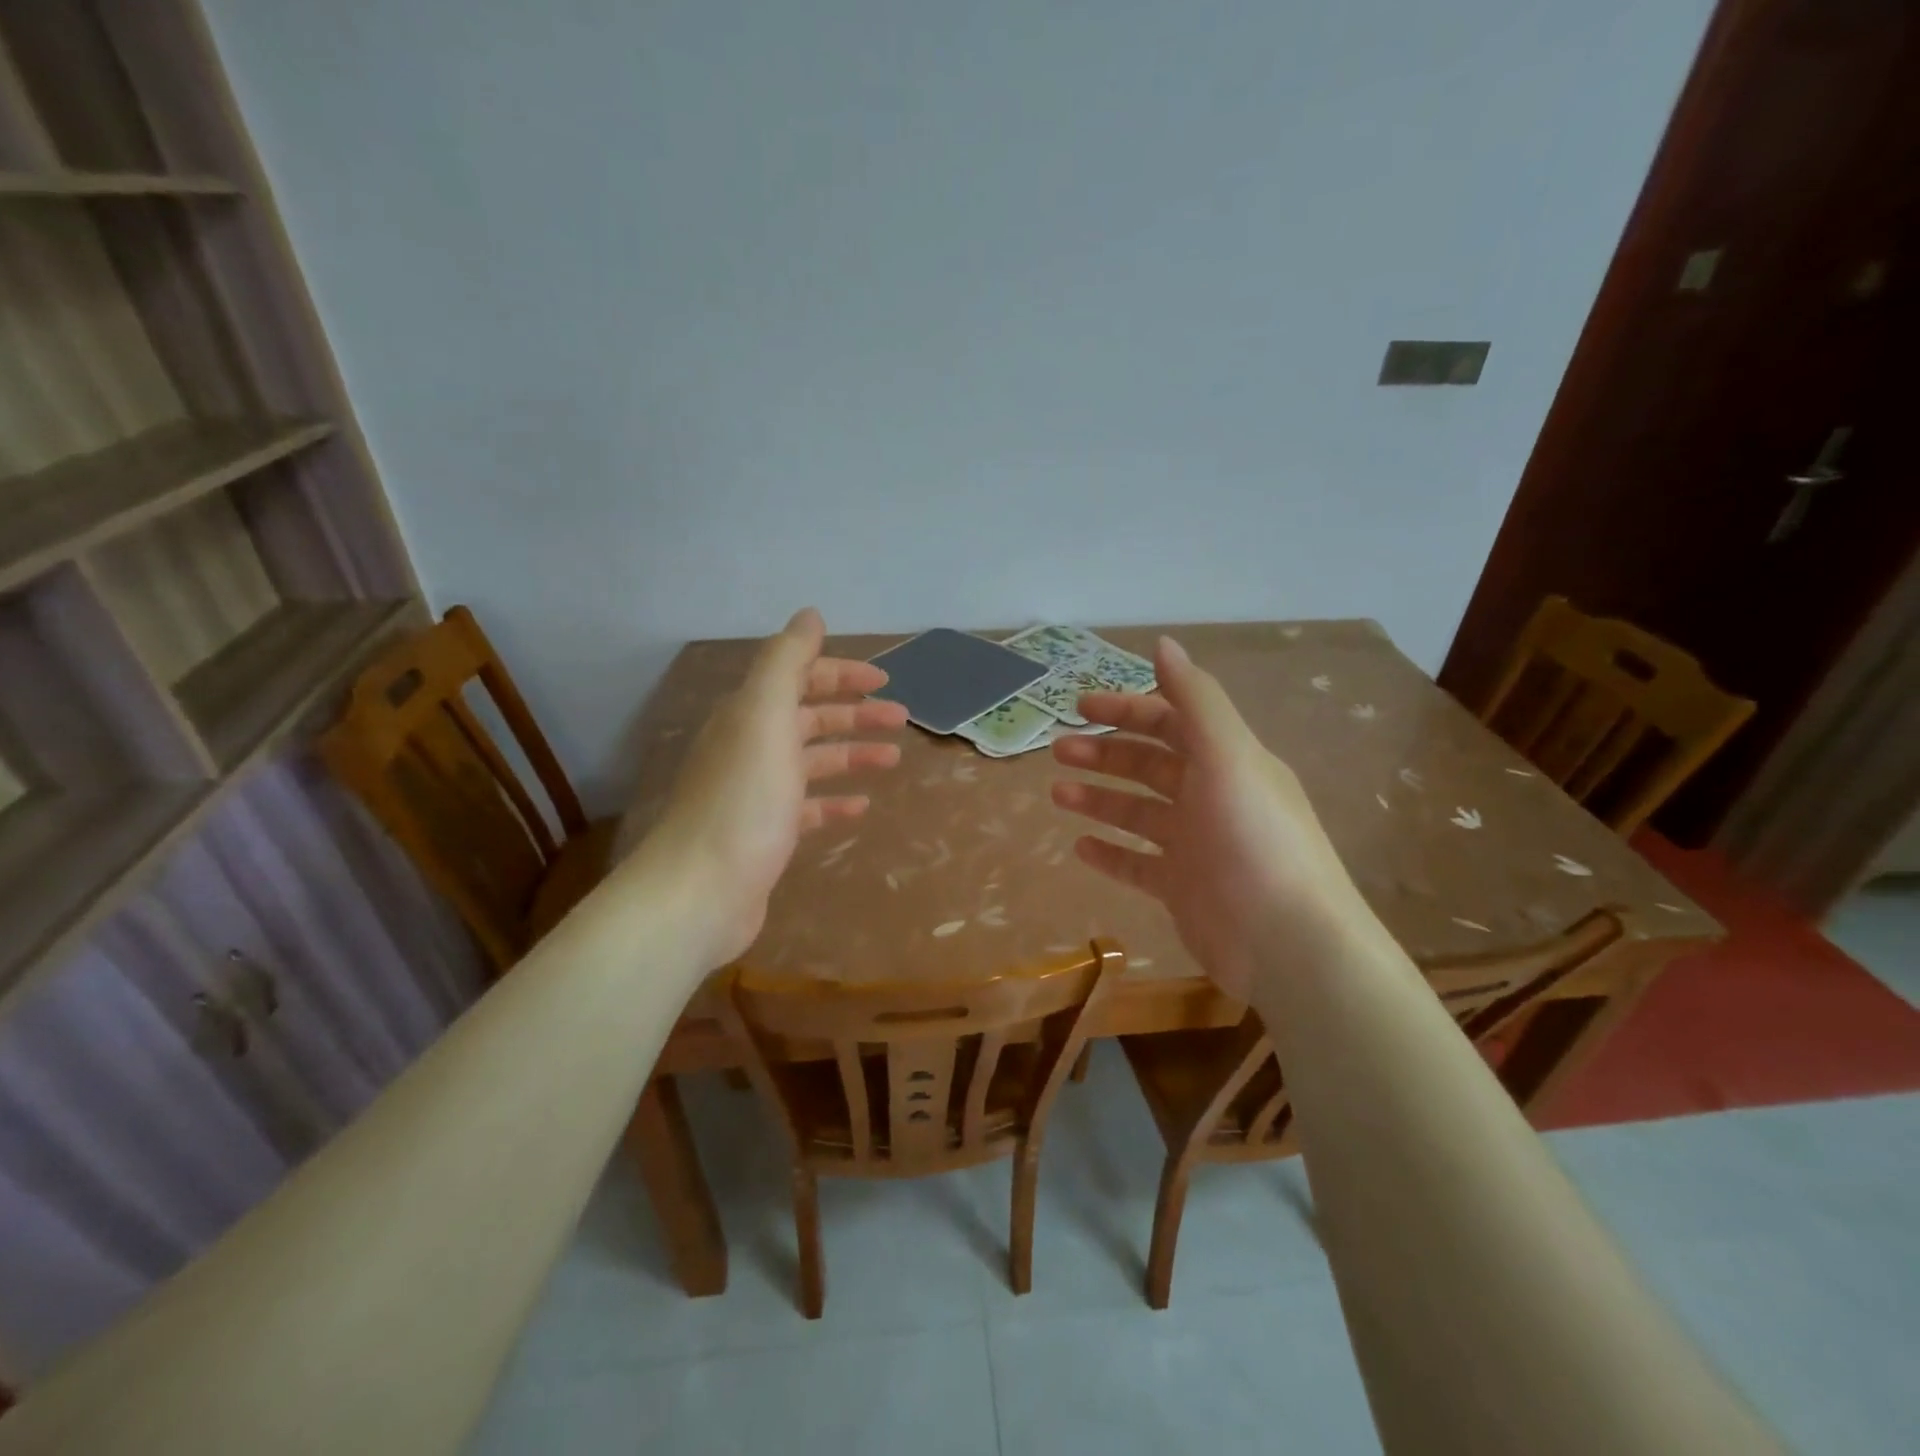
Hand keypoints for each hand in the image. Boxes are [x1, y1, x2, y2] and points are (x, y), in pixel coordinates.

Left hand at [642, 608, 907, 969]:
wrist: (701, 891)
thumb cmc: (743, 800)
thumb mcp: (765, 716)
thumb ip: (787, 661)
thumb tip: (810, 615)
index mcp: (749, 714)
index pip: (797, 677)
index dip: (839, 673)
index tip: (883, 679)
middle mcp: (750, 746)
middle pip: (808, 718)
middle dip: (855, 713)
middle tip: (901, 719)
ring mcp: (757, 793)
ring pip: (812, 762)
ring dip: (852, 754)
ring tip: (892, 759)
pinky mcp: (765, 833)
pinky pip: (807, 808)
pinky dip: (834, 802)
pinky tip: (860, 807)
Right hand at [1050, 636, 1368, 1000]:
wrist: (1288, 944)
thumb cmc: (1255, 841)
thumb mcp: (1230, 757)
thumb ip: (1196, 699)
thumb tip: (1164, 643)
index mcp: (1227, 761)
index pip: (1171, 721)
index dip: (1127, 709)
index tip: (1080, 706)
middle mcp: (1211, 797)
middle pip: (1149, 765)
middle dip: (1104, 753)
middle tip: (1058, 751)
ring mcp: (1196, 846)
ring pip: (1137, 813)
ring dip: (1098, 799)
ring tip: (1057, 795)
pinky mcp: (1183, 889)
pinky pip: (1137, 864)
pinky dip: (1110, 853)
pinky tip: (1079, 847)